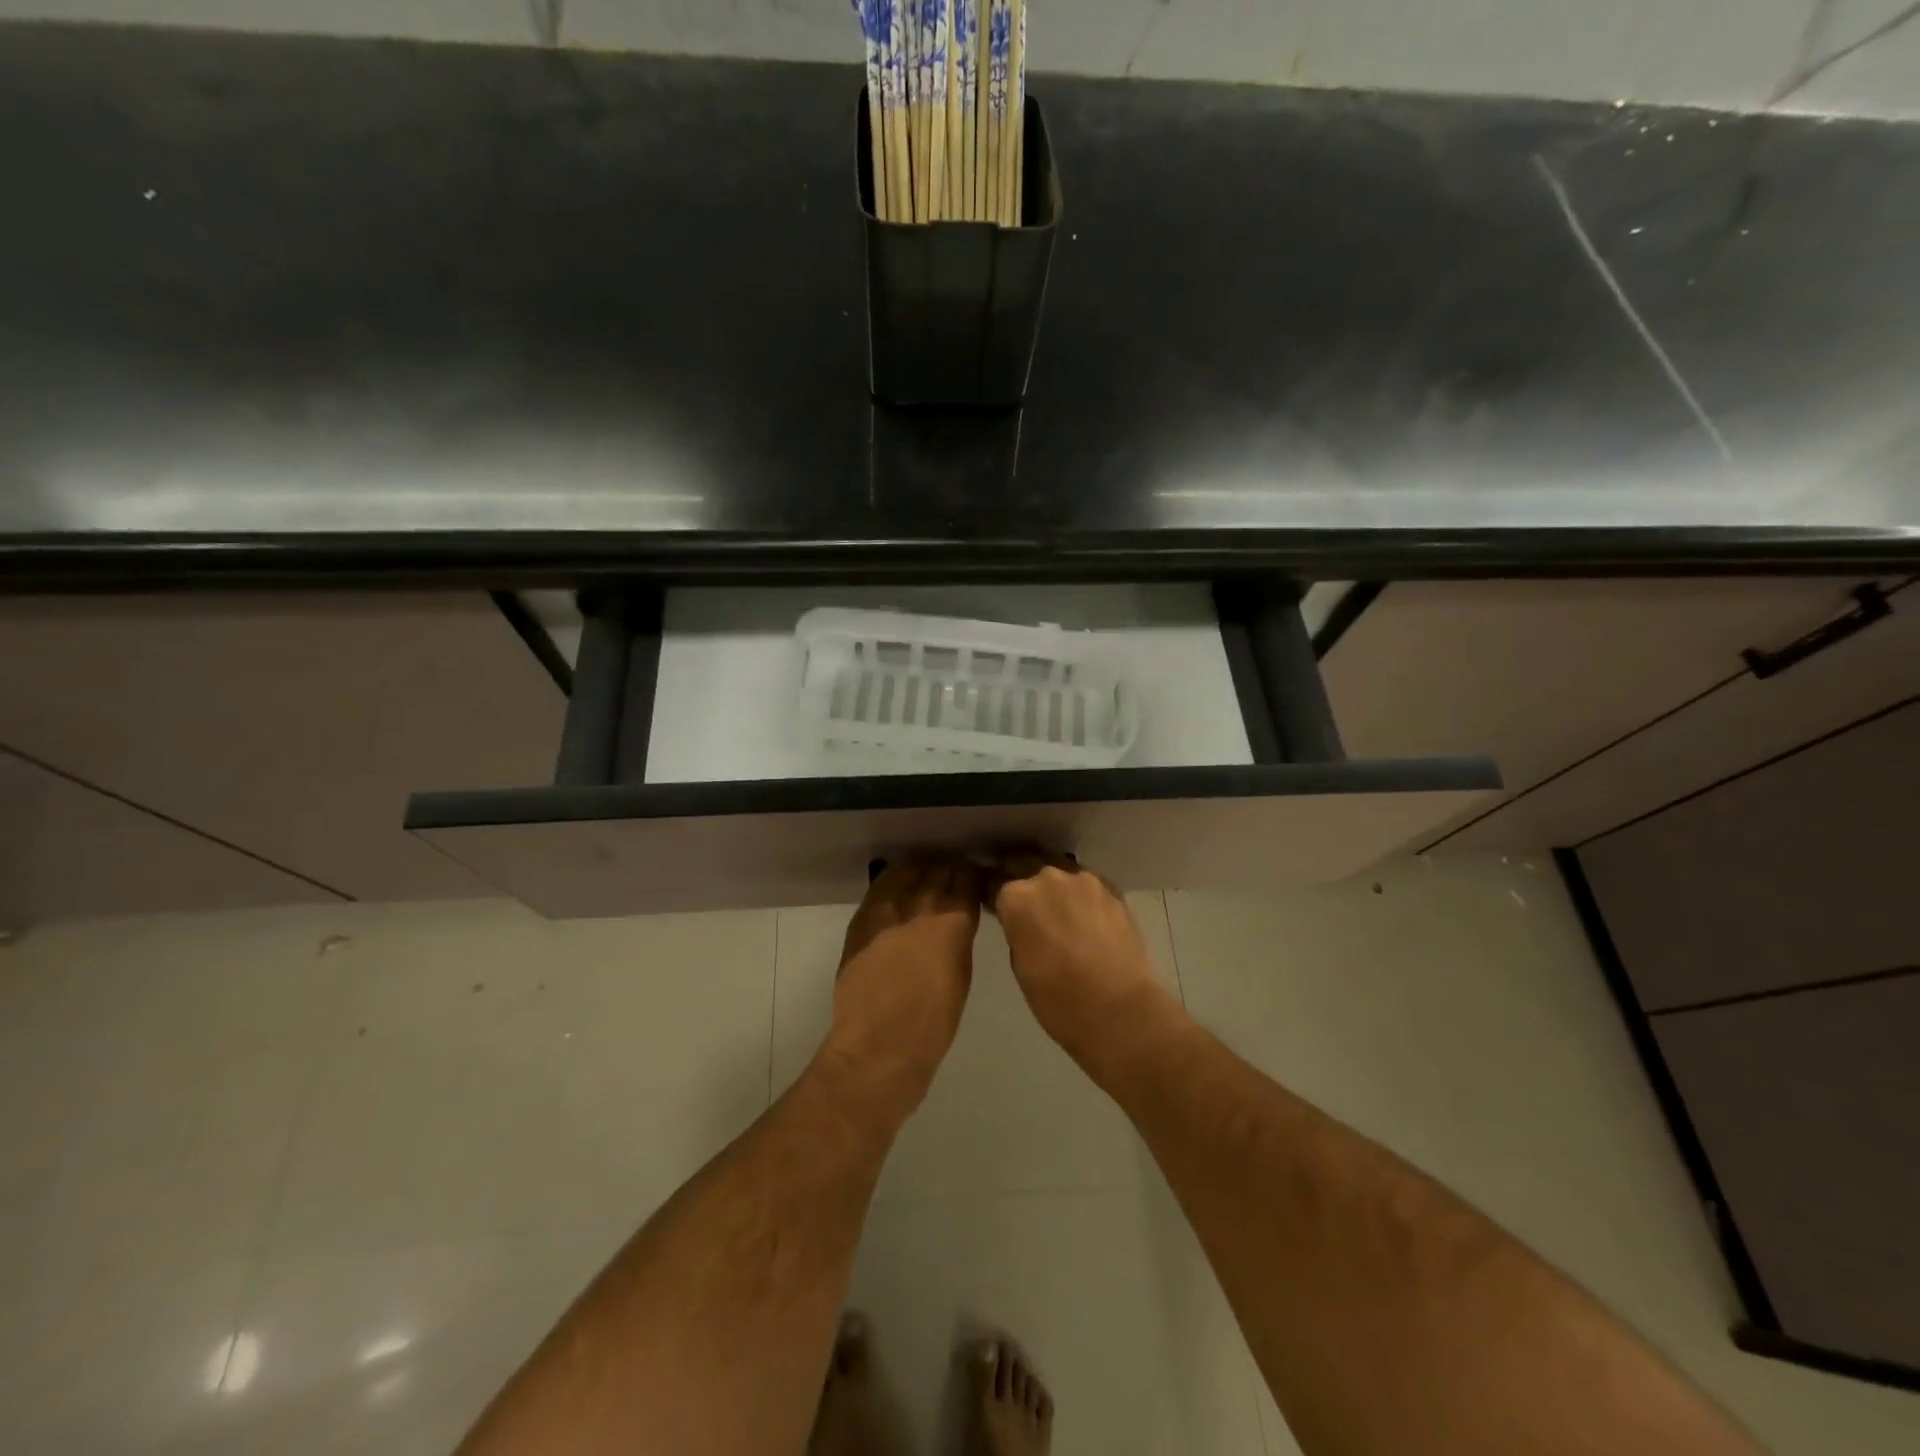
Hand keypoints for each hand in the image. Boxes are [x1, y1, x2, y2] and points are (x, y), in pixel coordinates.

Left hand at [817, 855, 982, 1121]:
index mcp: (953, 922)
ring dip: (920, 872)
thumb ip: (958, 937)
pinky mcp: (861, 921)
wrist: (879, 1047)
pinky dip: (892, 883)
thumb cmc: (933, 1023)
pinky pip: (879, 888)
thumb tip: (956, 920)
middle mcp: (921, 907)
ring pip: (907, 873)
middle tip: (952, 878)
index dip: (971, 876)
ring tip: (925, 878)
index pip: (967, 880)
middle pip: (938, 871)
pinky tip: (897, 888)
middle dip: (948, 871)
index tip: (974, 879)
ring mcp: (887, 911)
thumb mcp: (960, 974)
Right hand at [989, 852, 1180, 1072]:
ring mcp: (1082, 879)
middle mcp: (1046, 877)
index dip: (990, 891)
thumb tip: (1021, 920)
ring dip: (1049, 881)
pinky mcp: (1111, 888)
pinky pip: (1085, 881)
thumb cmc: (1058, 1000)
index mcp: (1016, 897)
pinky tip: (1081, 911)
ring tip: (1053, 903)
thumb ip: (1015, 929)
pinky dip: (1077, 891)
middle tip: (1021, 899)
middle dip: (1017, 875)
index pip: (992, 880)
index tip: (992, 901)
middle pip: (1022, 862)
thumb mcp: (1019, 964)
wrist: (1120, 1010)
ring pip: (1056, 867)